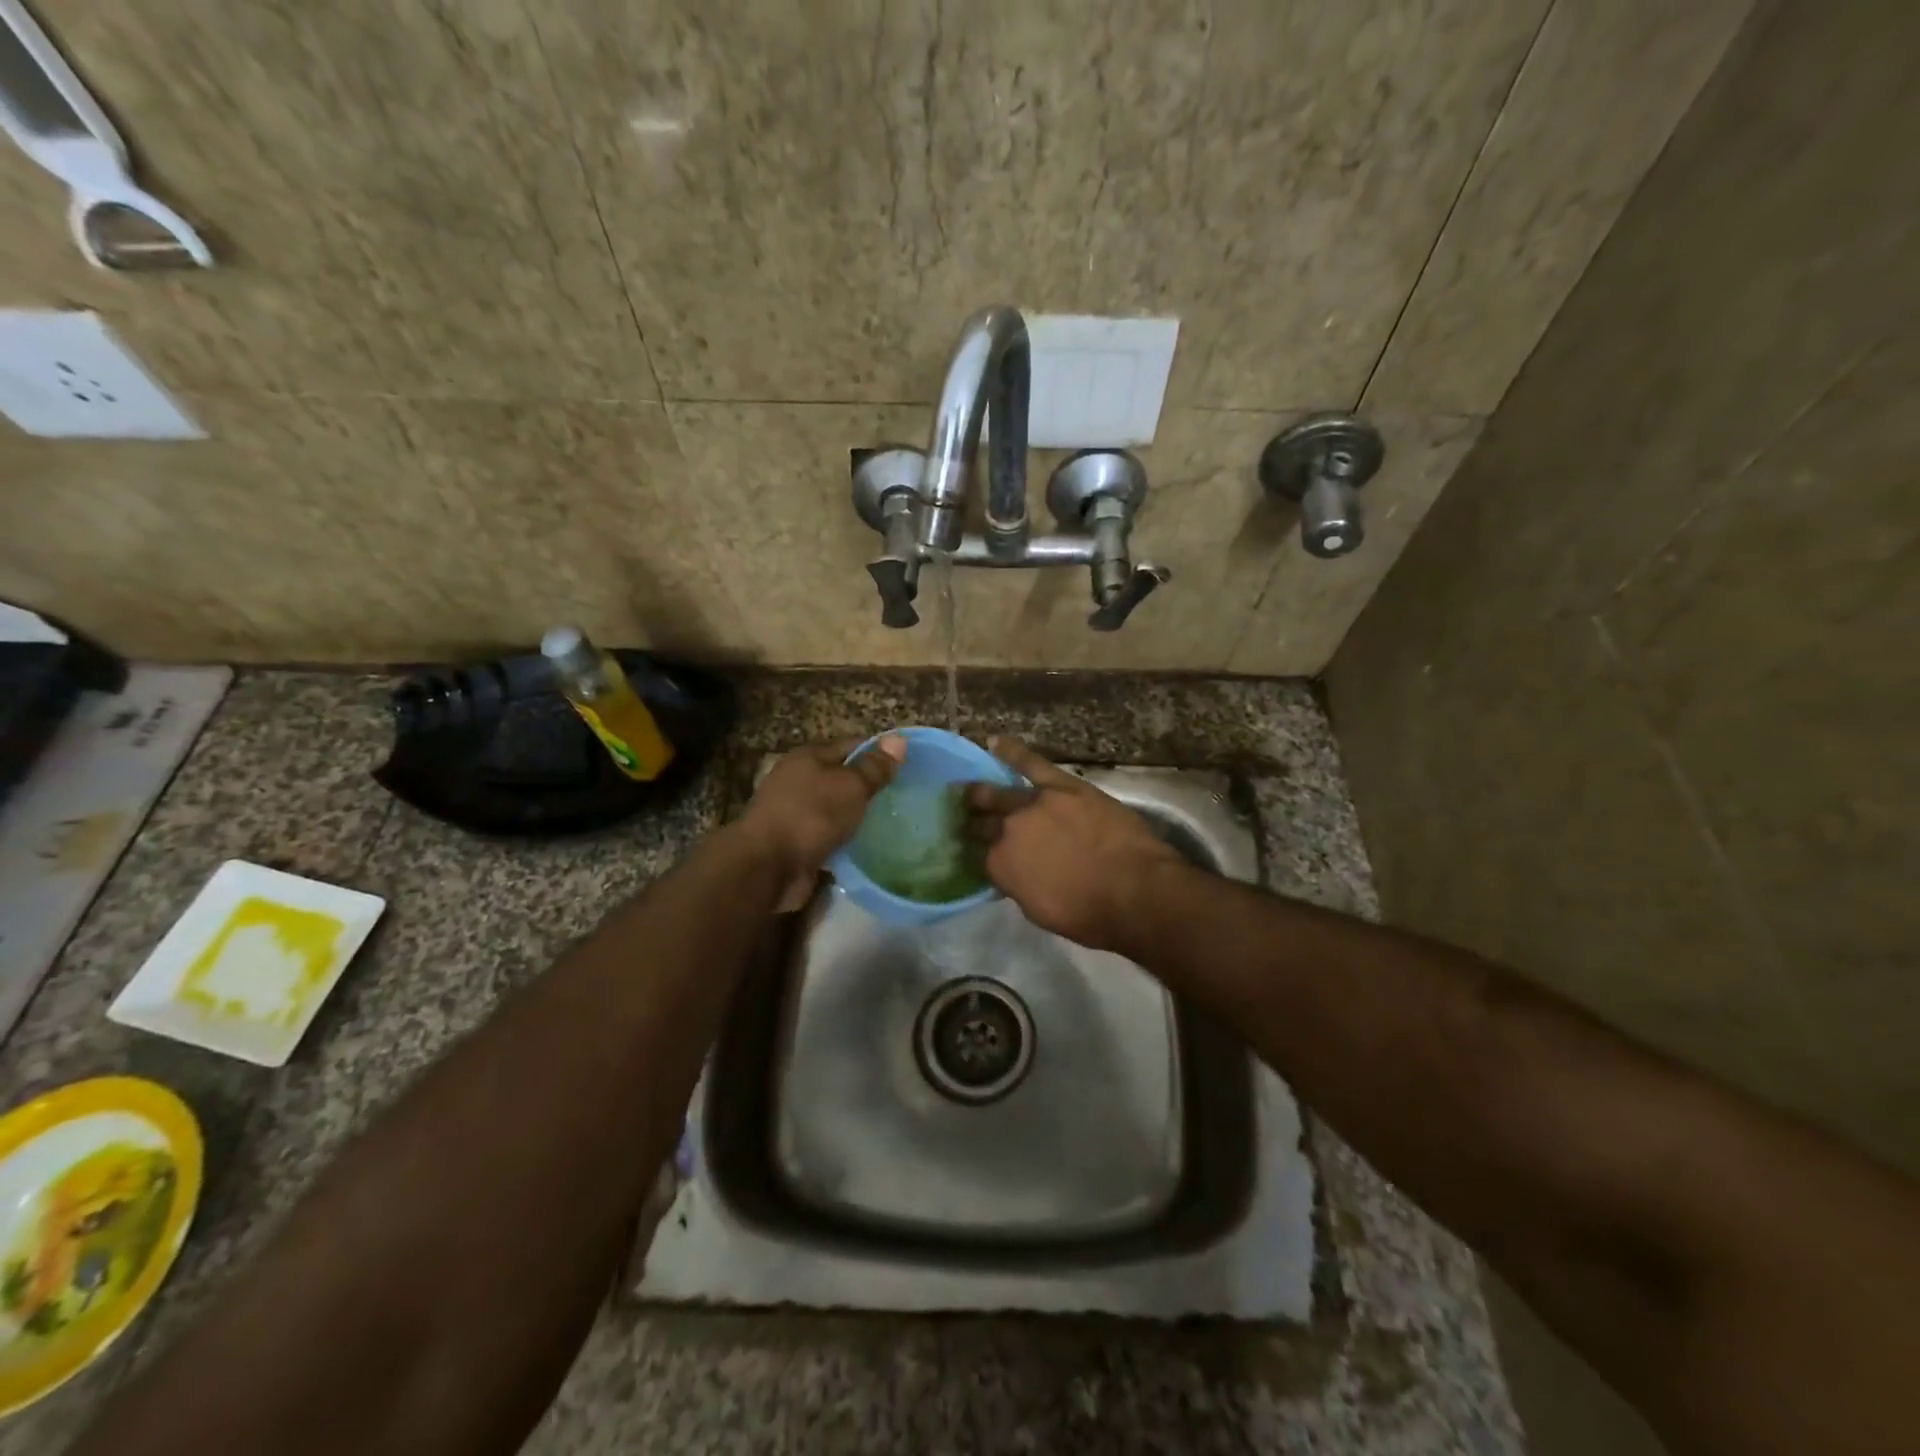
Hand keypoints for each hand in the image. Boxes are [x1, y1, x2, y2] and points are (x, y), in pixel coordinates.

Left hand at [739, 735, 905, 910]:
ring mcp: (796, 813)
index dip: (881, 752)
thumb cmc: (811, 816)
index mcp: (809, 757)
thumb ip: (874, 767)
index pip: (853, 745)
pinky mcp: (797, 843)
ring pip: (837, 808)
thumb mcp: (850, 786)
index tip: (909, 765)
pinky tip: (870, 846)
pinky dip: (847, 839)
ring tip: (895, 822)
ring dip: (859, 815)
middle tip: (906, 797)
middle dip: (871, 786)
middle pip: (843, 777)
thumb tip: (899, 739)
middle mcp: (799, 780)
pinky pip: (830, 835)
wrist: (767, 867)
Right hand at [963, 737, 1180, 952]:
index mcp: (1000, 865)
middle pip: (983, 822)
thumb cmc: (1089, 913)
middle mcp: (1008, 830)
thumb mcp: (1039, 910)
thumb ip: (1019, 885)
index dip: (977, 853)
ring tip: (967, 788)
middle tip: (964, 818)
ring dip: (980, 792)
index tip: (975, 851)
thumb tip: (1014, 873)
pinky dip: (1013, 752)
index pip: (980, 855)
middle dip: (972, 821)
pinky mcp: (1062, 786)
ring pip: (999, 793)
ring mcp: (1033, 803)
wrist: (1132, 890)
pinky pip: (1031, 763)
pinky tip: (996, 742)